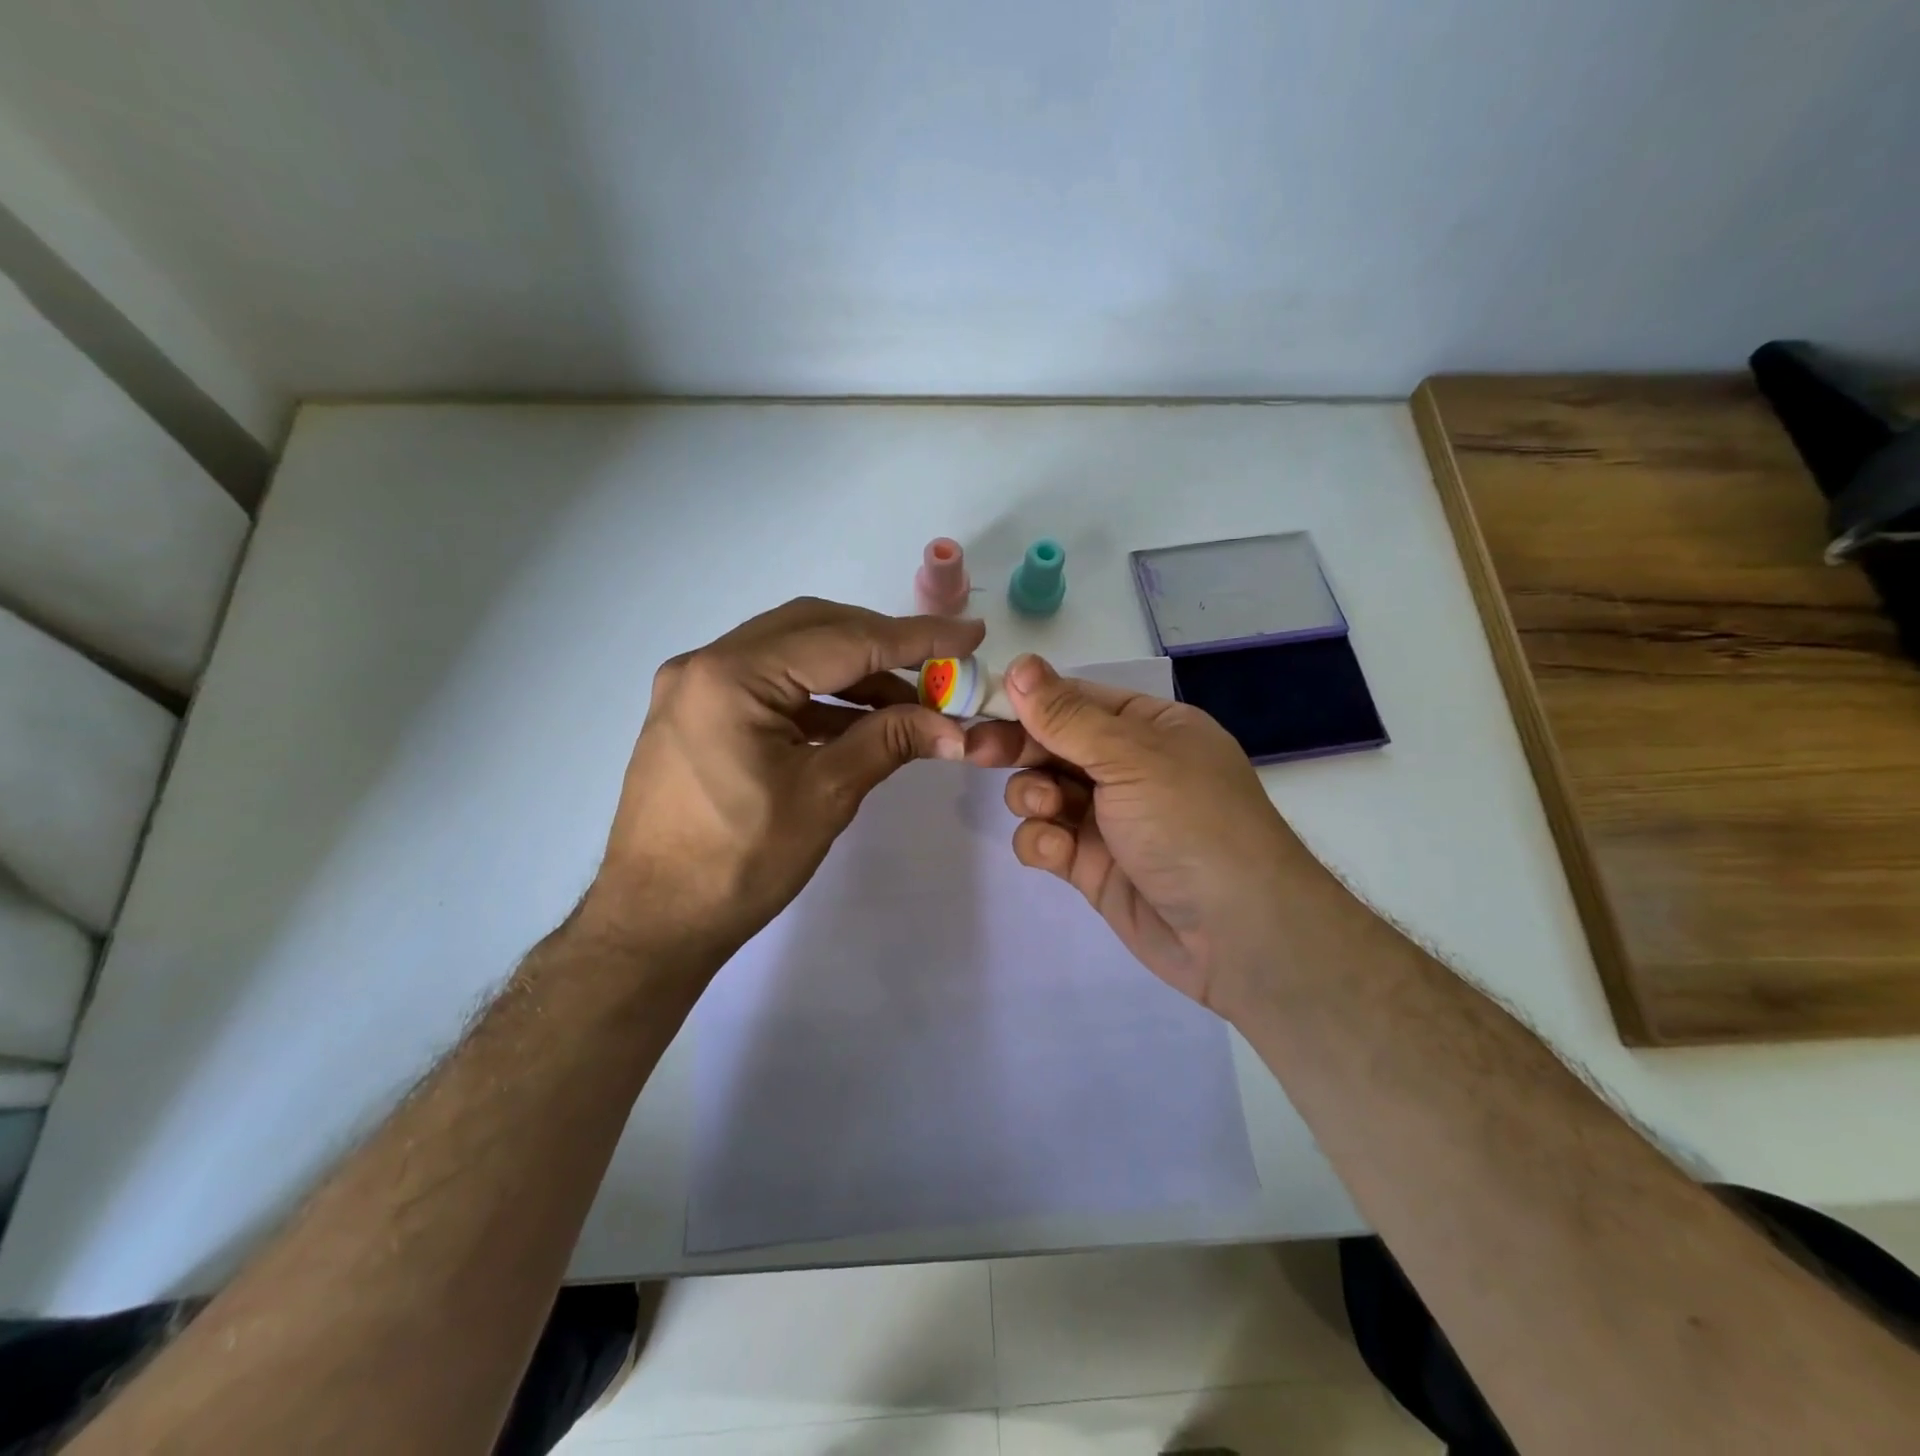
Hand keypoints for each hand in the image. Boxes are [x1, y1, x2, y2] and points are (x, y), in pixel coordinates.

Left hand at [580, 598, 984, 973]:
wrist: (654, 923)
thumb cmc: (738, 864)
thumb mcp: (824, 796)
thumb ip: (888, 742)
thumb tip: (955, 726)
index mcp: (732, 676)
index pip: (842, 641)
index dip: (915, 638)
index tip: (970, 634)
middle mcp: (706, 663)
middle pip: (813, 629)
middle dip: (882, 645)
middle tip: (938, 668)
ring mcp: (695, 687)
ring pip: (792, 654)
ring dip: (852, 672)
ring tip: (910, 703)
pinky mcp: (697, 713)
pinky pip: (770, 685)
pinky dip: (818, 696)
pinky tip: (860, 721)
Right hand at [967, 654, 1327, 1013]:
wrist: (1237, 933)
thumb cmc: (1190, 822)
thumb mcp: (1131, 757)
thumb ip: (1066, 716)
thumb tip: (1020, 664)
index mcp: (1149, 728)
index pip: (1076, 700)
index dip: (1028, 699)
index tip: (981, 703)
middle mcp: (1128, 767)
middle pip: (1053, 744)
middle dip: (1017, 746)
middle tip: (973, 750)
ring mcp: (1109, 818)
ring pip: (1043, 791)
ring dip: (1033, 795)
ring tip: (1046, 807)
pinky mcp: (1092, 865)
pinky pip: (1046, 839)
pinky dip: (1043, 841)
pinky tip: (1058, 851)